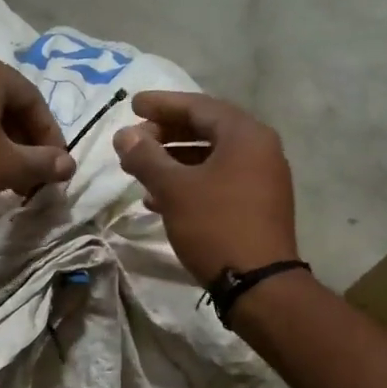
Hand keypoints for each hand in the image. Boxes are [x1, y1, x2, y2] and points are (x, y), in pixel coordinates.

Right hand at [113, 91, 298, 284]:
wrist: (258, 283)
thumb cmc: (215, 225)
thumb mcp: (173, 189)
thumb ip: (146, 157)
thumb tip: (124, 135)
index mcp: (245, 135)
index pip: (198, 106)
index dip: (162, 104)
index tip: (132, 105)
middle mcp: (259, 149)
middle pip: (206, 129)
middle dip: (165, 134)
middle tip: (134, 141)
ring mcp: (262, 178)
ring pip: (210, 158)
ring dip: (173, 161)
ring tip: (139, 171)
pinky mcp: (257, 205)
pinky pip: (218, 180)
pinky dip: (189, 182)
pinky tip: (158, 200)